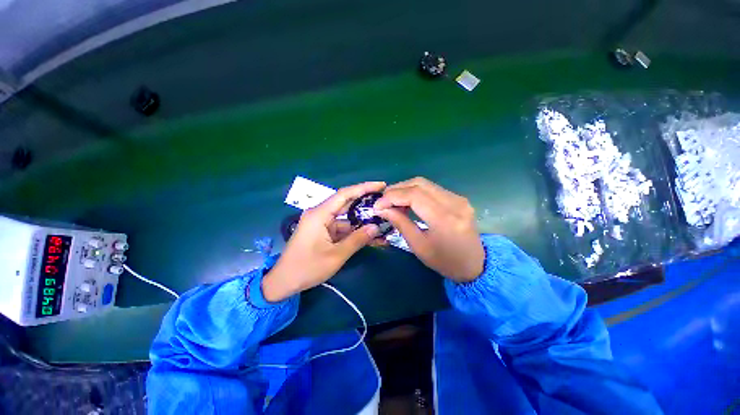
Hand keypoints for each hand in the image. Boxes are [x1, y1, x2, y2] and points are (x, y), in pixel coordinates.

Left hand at [262, 181, 385, 301]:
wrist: (284, 282)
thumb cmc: (307, 268)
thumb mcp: (336, 255)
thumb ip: (357, 240)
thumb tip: (376, 227)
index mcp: (319, 214)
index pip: (344, 194)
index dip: (364, 188)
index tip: (381, 185)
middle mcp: (320, 214)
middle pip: (346, 203)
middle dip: (366, 203)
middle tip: (385, 202)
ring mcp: (321, 223)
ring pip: (346, 217)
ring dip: (362, 220)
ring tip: (382, 221)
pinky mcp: (323, 231)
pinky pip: (342, 227)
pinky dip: (354, 231)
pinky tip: (369, 236)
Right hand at [374, 177, 484, 282]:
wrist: (475, 264)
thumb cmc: (445, 261)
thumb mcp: (419, 246)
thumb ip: (401, 223)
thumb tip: (382, 209)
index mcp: (445, 219)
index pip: (414, 195)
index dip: (392, 197)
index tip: (377, 205)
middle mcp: (454, 202)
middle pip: (419, 183)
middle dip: (397, 189)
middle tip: (383, 201)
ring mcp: (458, 198)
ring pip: (425, 183)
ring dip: (405, 189)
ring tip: (393, 201)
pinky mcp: (458, 198)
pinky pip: (432, 188)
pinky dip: (416, 191)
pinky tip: (408, 201)